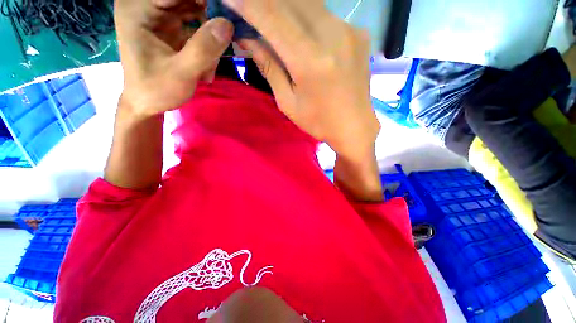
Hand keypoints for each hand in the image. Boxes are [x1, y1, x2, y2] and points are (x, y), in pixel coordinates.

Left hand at [115, 0, 233, 116]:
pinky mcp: (168, 25)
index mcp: (137, 8)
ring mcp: (157, 14)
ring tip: (210, 64)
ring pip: (194, 8)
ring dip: (209, 34)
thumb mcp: (181, 73)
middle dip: (208, 20)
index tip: (224, 17)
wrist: (147, 103)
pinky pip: (194, 22)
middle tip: (220, 45)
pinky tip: (206, 63)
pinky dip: (206, 41)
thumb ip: (203, 49)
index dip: (204, 2)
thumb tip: (228, 24)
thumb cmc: (157, 90)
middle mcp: (145, 4)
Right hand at [226, 0, 379, 159]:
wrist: (354, 126)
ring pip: (309, 3)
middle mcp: (331, 36)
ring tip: (272, 21)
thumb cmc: (318, 122)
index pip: (272, 17)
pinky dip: (306, 16)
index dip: (248, 4)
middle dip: (265, 2)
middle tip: (251, 10)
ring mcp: (349, 31)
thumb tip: (248, 40)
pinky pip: (325, 14)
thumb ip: (270, 68)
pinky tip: (301, 31)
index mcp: (309, 61)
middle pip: (291, 1)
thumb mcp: (288, 102)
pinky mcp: (358, 33)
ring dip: (285, 7)